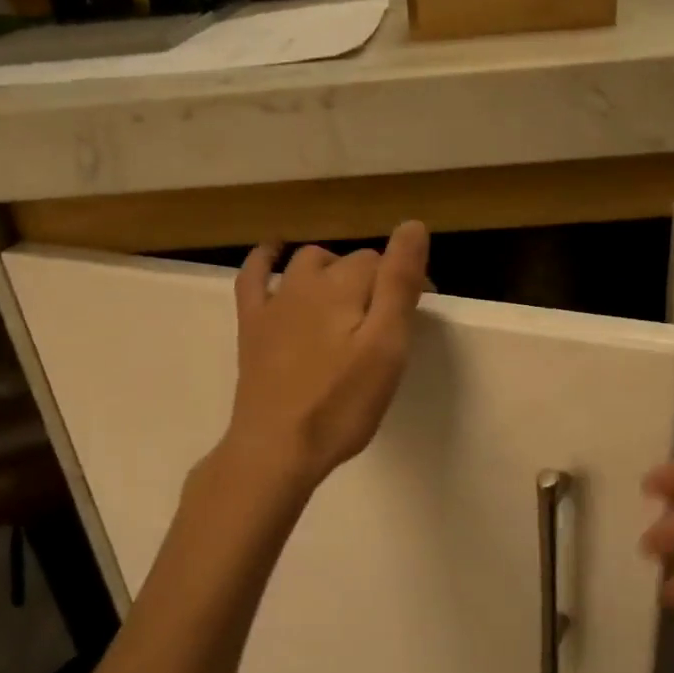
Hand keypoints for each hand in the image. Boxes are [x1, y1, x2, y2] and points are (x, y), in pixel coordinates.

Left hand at [221, 221, 429, 490]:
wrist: (276, 447)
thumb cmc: (340, 404)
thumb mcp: (386, 347)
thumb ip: (399, 285)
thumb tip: (412, 225)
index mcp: (344, 287)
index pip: (385, 265)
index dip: (408, 282)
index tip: (420, 313)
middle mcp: (305, 283)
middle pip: (349, 264)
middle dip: (375, 279)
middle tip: (391, 318)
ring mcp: (274, 303)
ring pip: (308, 265)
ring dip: (334, 269)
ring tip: (353, 295)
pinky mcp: (252, 326)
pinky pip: (254, 277)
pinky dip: (266, 259)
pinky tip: (274, 252)